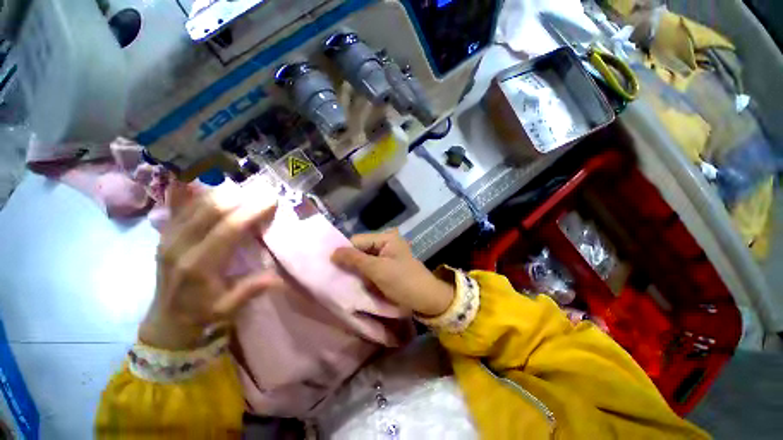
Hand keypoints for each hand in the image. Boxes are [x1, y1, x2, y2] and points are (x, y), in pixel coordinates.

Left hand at [139, 183, 283, 349]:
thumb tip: (280, 276)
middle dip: (240, 196)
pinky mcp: (164, 233)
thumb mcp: (229, 307)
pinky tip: (203, 176)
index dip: (251, 211)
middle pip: (210, 210)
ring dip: (222, 191)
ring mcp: (167, 236)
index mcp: (198, 265)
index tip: (272, 200)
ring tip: (246, 187)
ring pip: (194, 203)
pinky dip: (191, 189)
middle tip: (263, 191)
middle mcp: (179, 245)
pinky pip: (178, 204)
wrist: (166, 318)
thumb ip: (252, 289)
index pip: (227, 229)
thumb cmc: (202, 312)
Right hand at [331, 230, 454, 316]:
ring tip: (344, 281)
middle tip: (336, 276)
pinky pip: (369, 268)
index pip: (357, 240)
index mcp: (385, 238)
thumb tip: (332, 252)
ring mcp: (386, 256)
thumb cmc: (403, 281)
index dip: (344, 252)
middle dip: (349, 262)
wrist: (427, 300)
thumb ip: (355, 259)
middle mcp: (385, 243)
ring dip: (355, 270)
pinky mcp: (387, 267)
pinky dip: (362, 275)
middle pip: (360, 249)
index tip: (331, 266)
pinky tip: (356, 283)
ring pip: (363, 260)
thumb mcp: (378, 270)